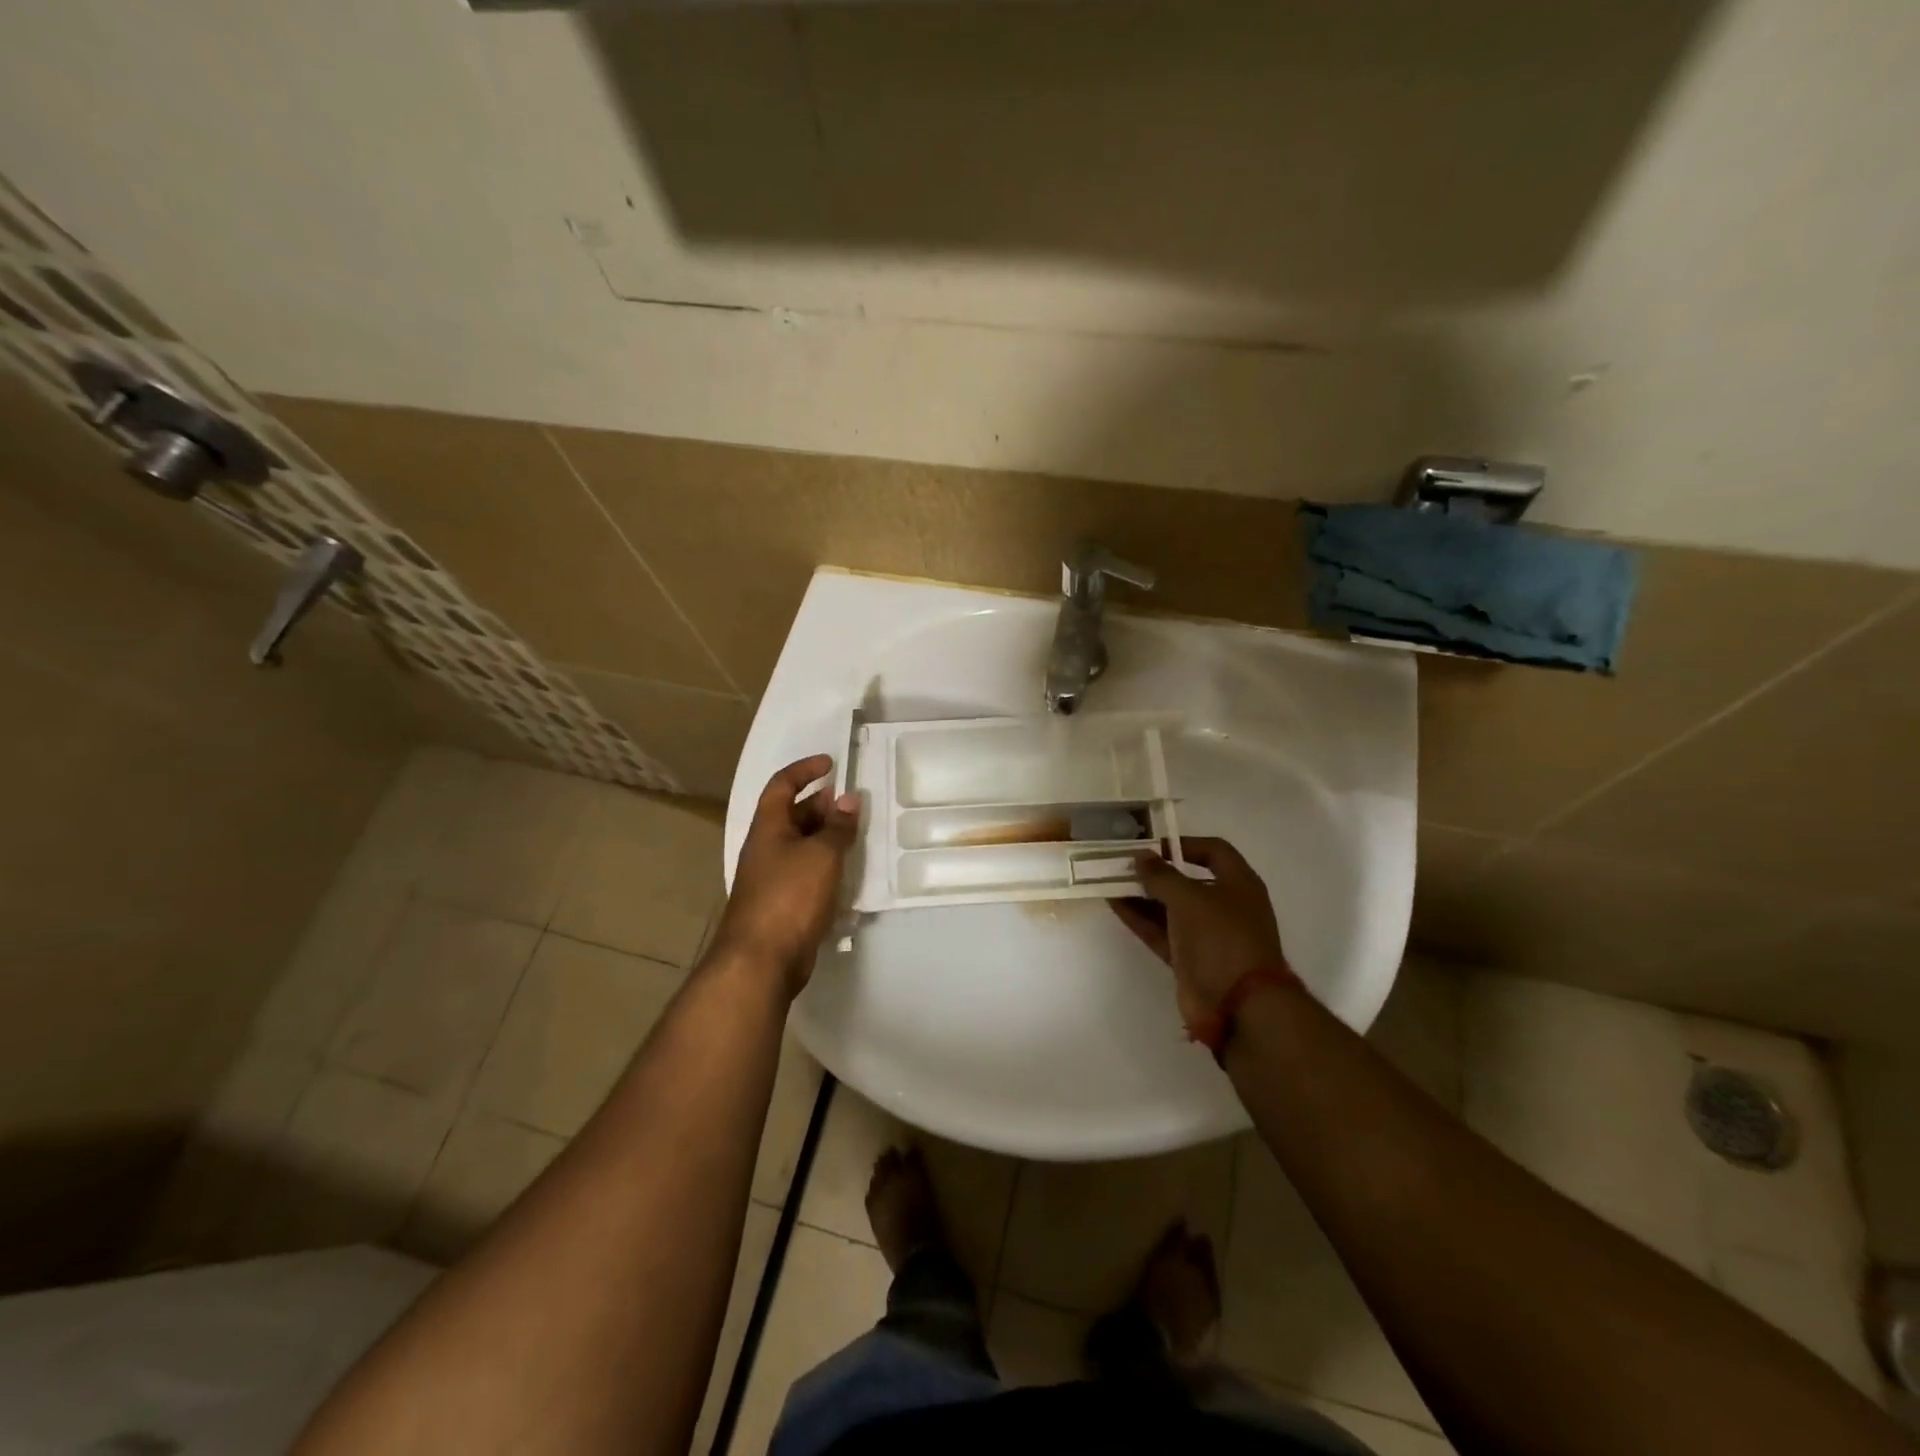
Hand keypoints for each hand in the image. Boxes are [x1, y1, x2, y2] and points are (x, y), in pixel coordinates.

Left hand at [710, 755, 859, 994]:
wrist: (761, 960)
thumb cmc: (789, 897)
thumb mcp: (821, 855)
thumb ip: (837, 827)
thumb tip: (848, 799)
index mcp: (768, 828)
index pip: (781, 785)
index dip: (804, 770)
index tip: (831, 764)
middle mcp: (766, 848)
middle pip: (792, 815)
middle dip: (821, 805)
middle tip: (852, 805)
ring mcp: (772, 878)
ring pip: (801, 845)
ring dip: (826, 837)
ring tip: (856, 836)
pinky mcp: (782, 904)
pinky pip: (806, 873)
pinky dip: (826, 866)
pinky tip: (847, 874)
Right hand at [1111, 838, 1289, 1025]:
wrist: (1239, 1007)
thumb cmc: (1221, 939)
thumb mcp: (1189, 898)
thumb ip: (1161, 875)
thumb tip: (1140, 856)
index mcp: (1239, 884)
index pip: (1213, 851)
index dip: (1184, 844)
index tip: (1153, 846)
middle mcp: (1225, 906)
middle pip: (1187, 881)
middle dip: (1156, 872)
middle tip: (1124, 863)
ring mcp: (1207, 936)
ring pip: (1170, 908)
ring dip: (1143, 895)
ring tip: (1111, 881)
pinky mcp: (1189, 959)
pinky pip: (1161, 932)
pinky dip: (1140, 919)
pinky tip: (1115, 905)